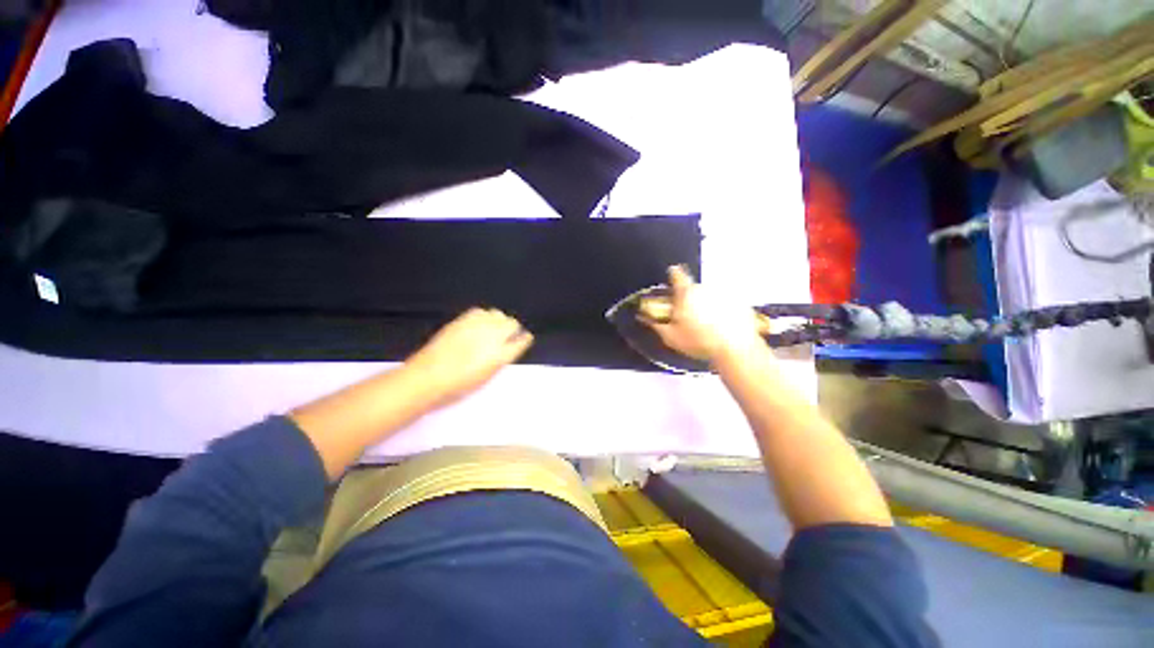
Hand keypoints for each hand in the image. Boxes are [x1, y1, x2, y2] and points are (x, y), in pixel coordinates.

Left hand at [406, 308, 533, 404]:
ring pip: (497, 314)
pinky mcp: (461, 320)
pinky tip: (477, 324)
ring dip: (498, 320)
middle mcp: (492, 337)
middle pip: (512, 323)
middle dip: (512, 329)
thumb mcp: (486, 377)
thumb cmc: (458, 385)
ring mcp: (476, 326)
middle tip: (506, 337)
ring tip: (491, 329)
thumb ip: (500, 360)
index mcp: (500, 355)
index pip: (521, 341)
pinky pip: (480, 311)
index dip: (524, 339)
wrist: (427, 377)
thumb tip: (508, 348)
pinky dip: (483, 316)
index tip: (524, 339)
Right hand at [644, 266, 764, 362]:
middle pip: (694, 289)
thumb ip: (656, 324)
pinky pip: (727, 303)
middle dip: (691, 299)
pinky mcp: (740, 302)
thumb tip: (643, 317)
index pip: (677, 275)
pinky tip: (723, 327)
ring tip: (708, 326)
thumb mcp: (671, 337)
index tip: (673, 276)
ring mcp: (725, 294)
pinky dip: (724, 311)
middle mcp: (705, 288)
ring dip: (707, 306)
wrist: (734, 349)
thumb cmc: (698, 341)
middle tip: (690, 317)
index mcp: (686, 293)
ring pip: (711, 296)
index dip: (674, 274)